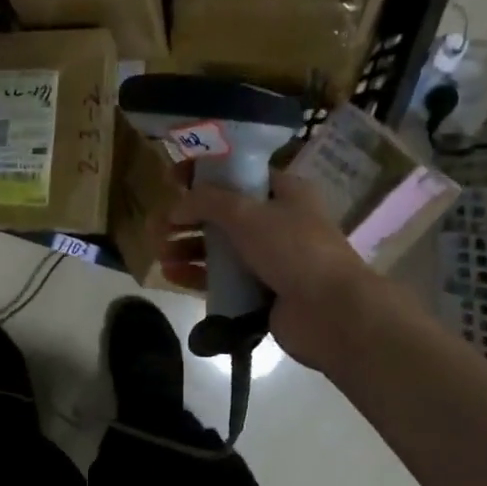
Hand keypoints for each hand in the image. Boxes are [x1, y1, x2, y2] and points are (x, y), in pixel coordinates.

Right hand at [166, 174, 373, 369]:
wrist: (329, 312)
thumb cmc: (293, 249)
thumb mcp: (247, 214)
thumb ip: (207, 202)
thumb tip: (176, 206)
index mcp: (285, 193)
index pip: (238, 174)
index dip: (204, 173)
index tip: (172, 178)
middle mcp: (277, 222)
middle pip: (222, 213)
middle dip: (187, 217)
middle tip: (157, 225)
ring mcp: (268, 258)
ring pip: (219, 247)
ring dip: (187, 247)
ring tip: (159, 253)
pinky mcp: (259, 290)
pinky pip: (221, 278)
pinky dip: (196, 274)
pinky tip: (171, 275)